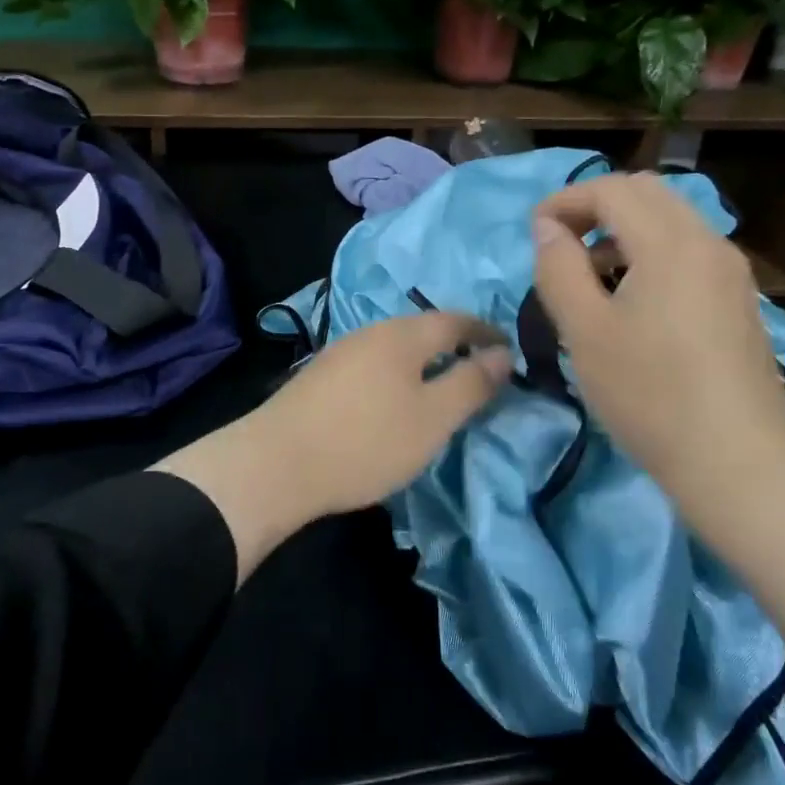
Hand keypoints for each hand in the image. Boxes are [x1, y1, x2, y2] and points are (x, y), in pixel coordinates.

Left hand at [154, 313, 511, 582]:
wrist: (276, 463)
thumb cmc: (366, 441)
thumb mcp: (433, 418)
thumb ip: (471, 383)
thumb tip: (503, 354)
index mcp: (403, 335)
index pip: (456, 321)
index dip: (485, 333)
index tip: (509, 348)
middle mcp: (371, 332)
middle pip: (422, 330)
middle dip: (454, 345)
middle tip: (478, 369)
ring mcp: (341, 352)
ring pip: (395, 348)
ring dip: (423, 361)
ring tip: (441, 386)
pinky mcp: (320, 377)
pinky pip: (373, 365)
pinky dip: (396, 375)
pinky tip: (393, 400)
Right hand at [530, 172, 784, 489]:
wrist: (739, 465)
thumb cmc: (650, 395)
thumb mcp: (585, 331)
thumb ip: (559, 268)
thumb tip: (548, 229)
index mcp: (671, 243)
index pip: (611, 190)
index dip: (564, 200)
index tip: (533, 233)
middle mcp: (708, 243)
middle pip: (646, 193)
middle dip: (595, 206)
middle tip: (560, 244)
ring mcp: (730, 272)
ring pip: (670, 220)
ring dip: (623, 229)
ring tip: (589, 275)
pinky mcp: (738, 301)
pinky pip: (688, 250)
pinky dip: (650, 251)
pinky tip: (631, 300)